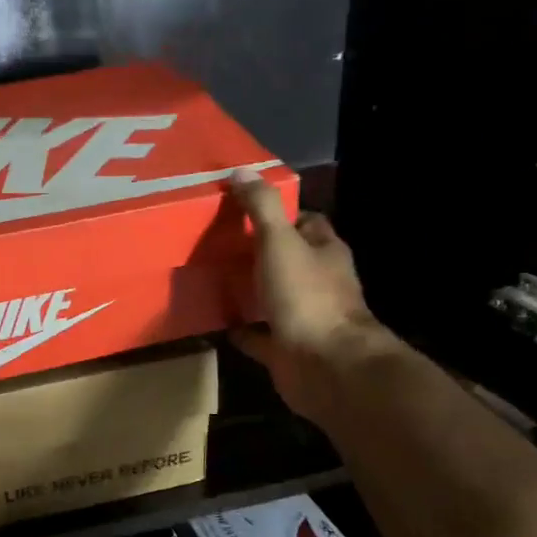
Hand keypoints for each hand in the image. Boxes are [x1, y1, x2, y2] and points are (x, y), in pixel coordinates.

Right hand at [231, 171, 383, 417]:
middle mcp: (318, 282)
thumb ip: (261, 208)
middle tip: (217, 242)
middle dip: (258, 251)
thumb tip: (241, 171)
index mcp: (324, 252)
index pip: (306, 223)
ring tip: (211, 277)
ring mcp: (303, 318)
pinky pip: (258, 335)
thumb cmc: (307, 296)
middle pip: (287, 259)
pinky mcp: (286, 349)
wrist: (325, 365)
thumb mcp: (279, 242)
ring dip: (249, 289)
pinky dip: (241, 328)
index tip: (245, 209)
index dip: (279, 214)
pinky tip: (216, 321)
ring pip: (272, 297)